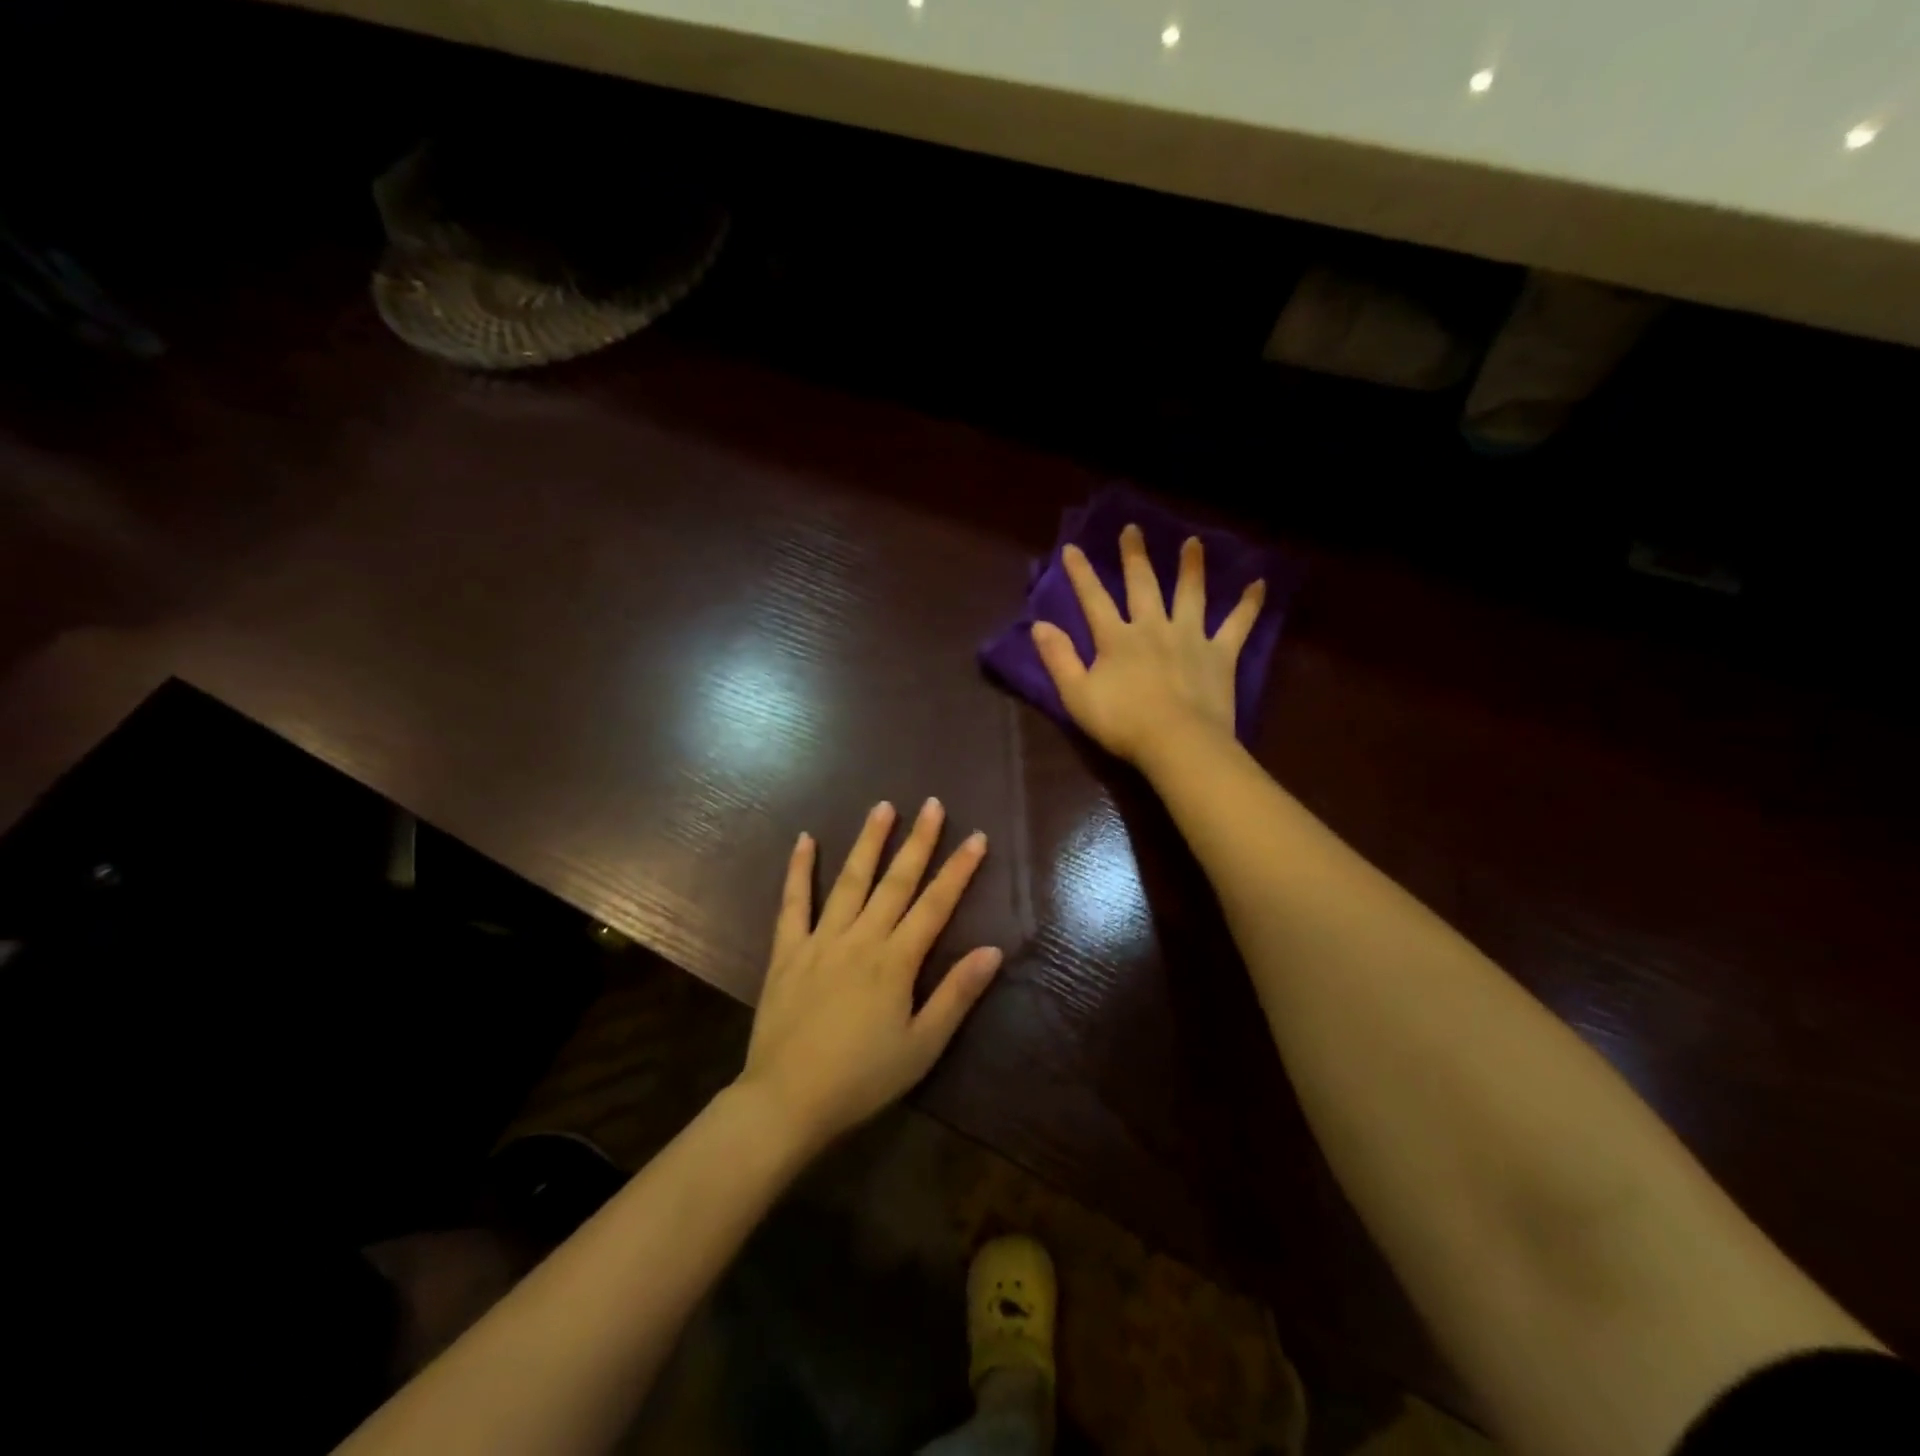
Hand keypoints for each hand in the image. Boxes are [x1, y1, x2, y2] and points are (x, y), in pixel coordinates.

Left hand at [738, 798, 1002, 1150]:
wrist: (786, 1101)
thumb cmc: (862, 1079)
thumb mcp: (921, 1047)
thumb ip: (956, 995)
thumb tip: (992, 951)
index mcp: (896, 962)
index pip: (935, 905)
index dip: (958, 870)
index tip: (976, 837)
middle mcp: (861, 939)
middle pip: (896, 881)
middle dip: (918, 841)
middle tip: (932, 804)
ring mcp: (820, 940)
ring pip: (849, 881)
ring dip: (868, 842)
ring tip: (883, 807)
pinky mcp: (787, 951)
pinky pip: (793, 903)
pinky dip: (798, 870)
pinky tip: (804, 839)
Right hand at [1030, 524, 1264, 768]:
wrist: (1177, 742)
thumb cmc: (1122, 723)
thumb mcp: (1077, 695)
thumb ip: (1059, 658)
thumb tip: (1039, 625)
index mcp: (1117, 638)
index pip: (1094, 598)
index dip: (1081, 573)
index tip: (1072, 547)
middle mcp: (1153, 627)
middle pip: (1143, 585)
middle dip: (1135, 556)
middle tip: (1133, 529)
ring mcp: (1190, 638)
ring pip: (1190, 594)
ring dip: (1190, 567)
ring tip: (1193, 542)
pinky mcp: (1220, 654)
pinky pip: (1237, 625)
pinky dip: (1249, 605)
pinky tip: (1260, 584)